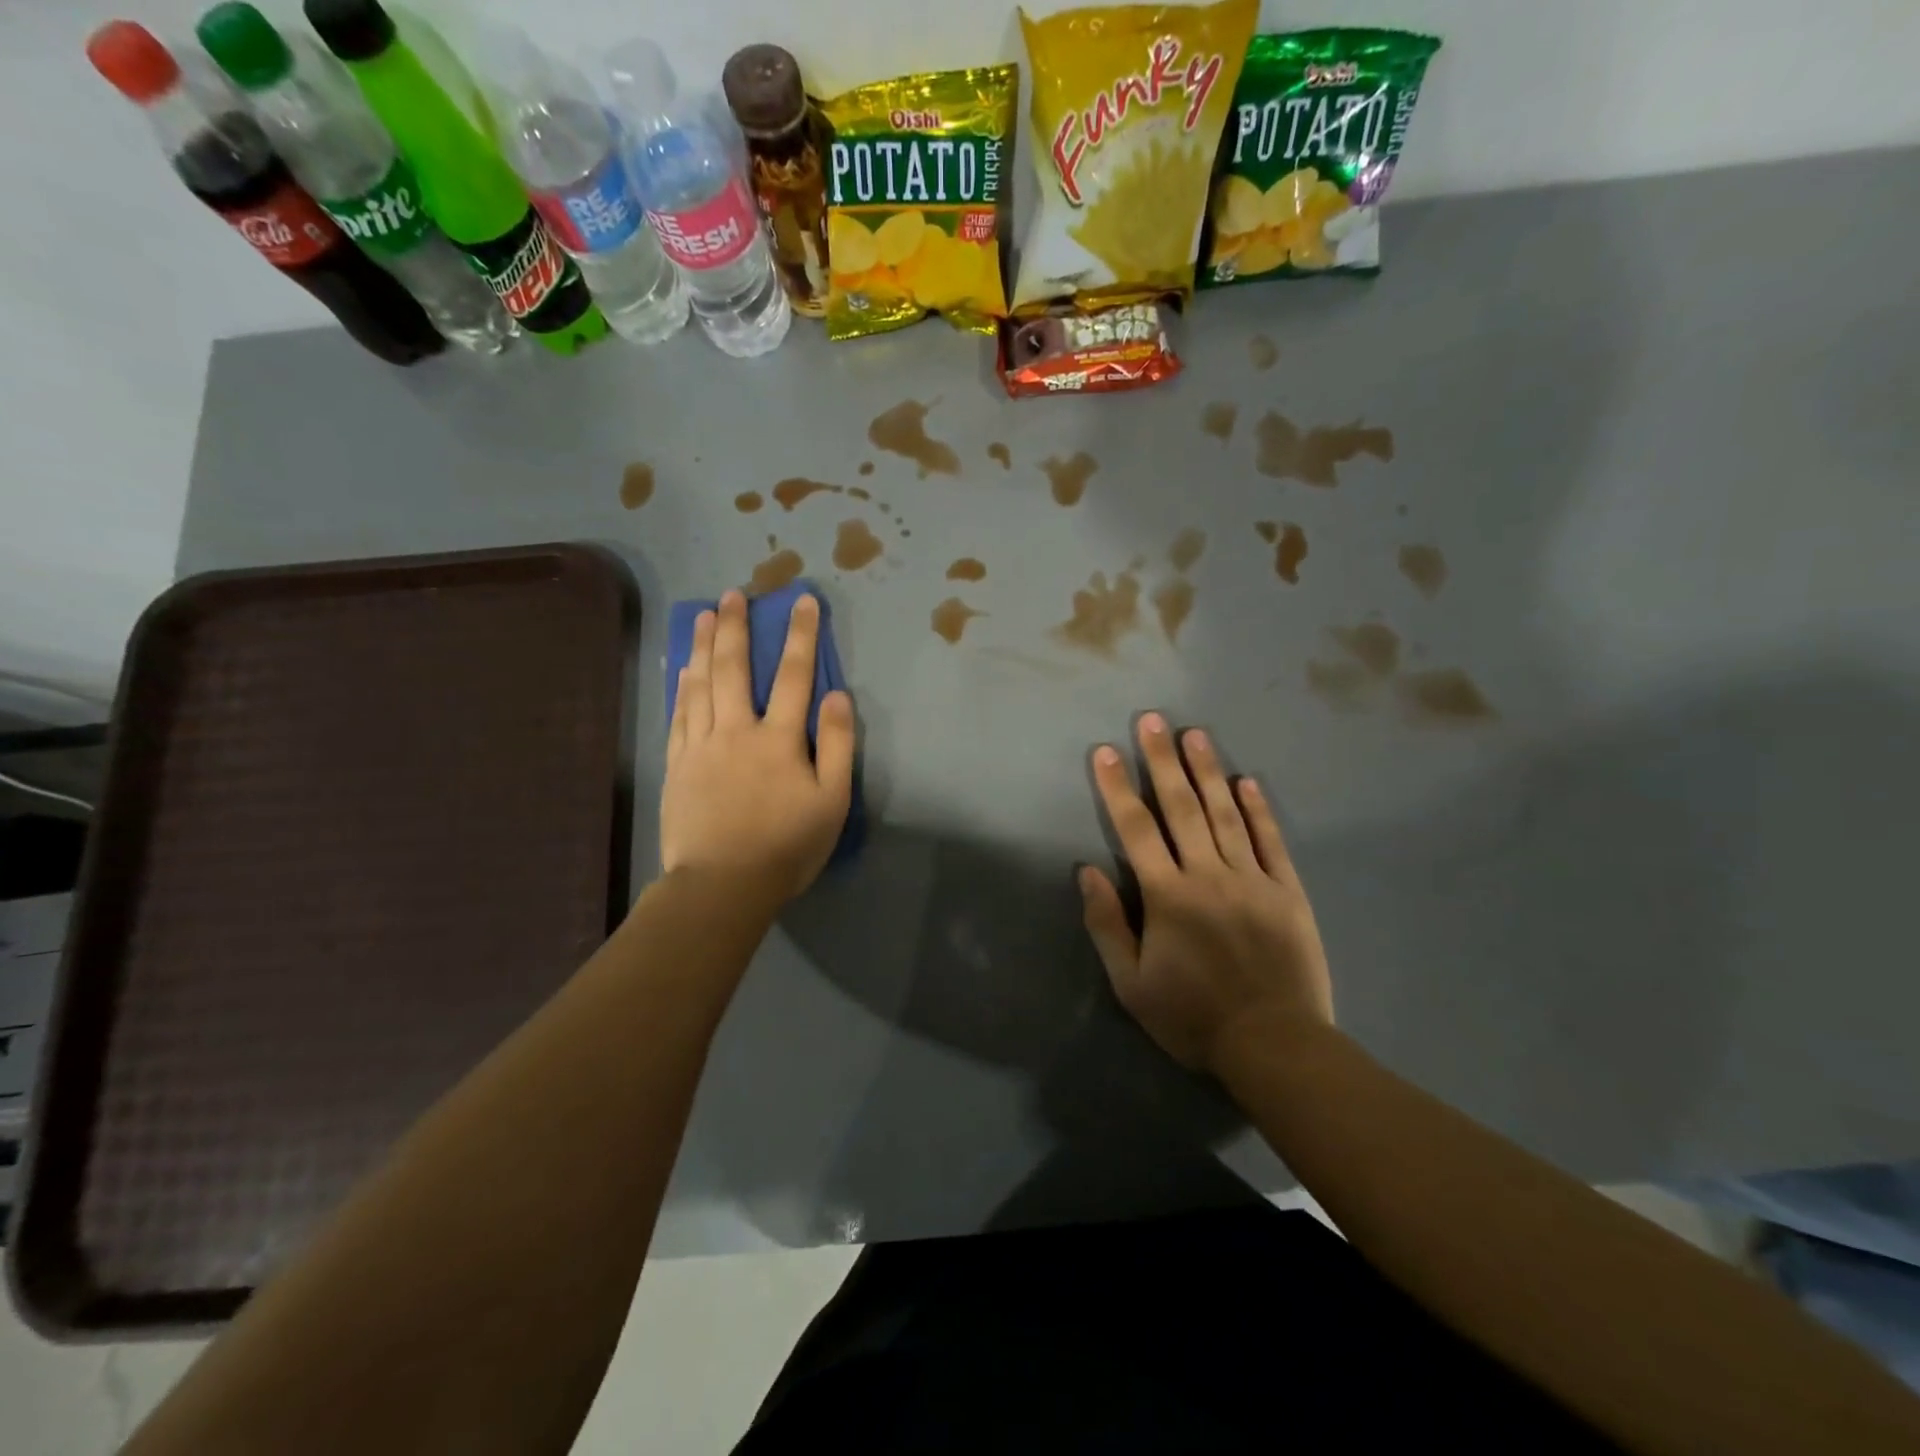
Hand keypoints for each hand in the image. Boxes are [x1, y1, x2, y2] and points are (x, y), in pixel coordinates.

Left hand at [662, 590, 854, 905]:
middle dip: (736, 627)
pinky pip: (679, 714)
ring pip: (700, 684)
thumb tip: (837, 695)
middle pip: (734, 668)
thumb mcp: (831, 801)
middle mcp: (736, 730)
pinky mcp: (677, 765)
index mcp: (778, 738)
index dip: (800, 635)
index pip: (794, 675)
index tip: (802, 600)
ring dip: (702, 646)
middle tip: (734, 594)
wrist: (722, 885)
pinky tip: (683, 669)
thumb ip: (836, 745)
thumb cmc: (786, 846)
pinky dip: (682, 686)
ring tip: (702, 615)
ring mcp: (701, 746)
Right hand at [1079, 714, 1332, 1075]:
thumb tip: (1088, 871)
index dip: (1118, 788)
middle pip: (1181, 808)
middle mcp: (1208, 875)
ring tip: (1195, 734)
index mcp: (1168, 896)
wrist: (1273, 1045)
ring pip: (1225, 814)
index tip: (1106, 751)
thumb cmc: (1192, 1017)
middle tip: (1153, 719)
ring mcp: (1252, 879)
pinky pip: (1271, 841)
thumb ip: (1108, 924)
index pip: (1136, 829)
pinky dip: (1258, 809)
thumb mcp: (1131, 984)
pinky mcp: (1287, 891)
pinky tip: (1247, 780)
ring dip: (1208, 771)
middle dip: (1162, 760)